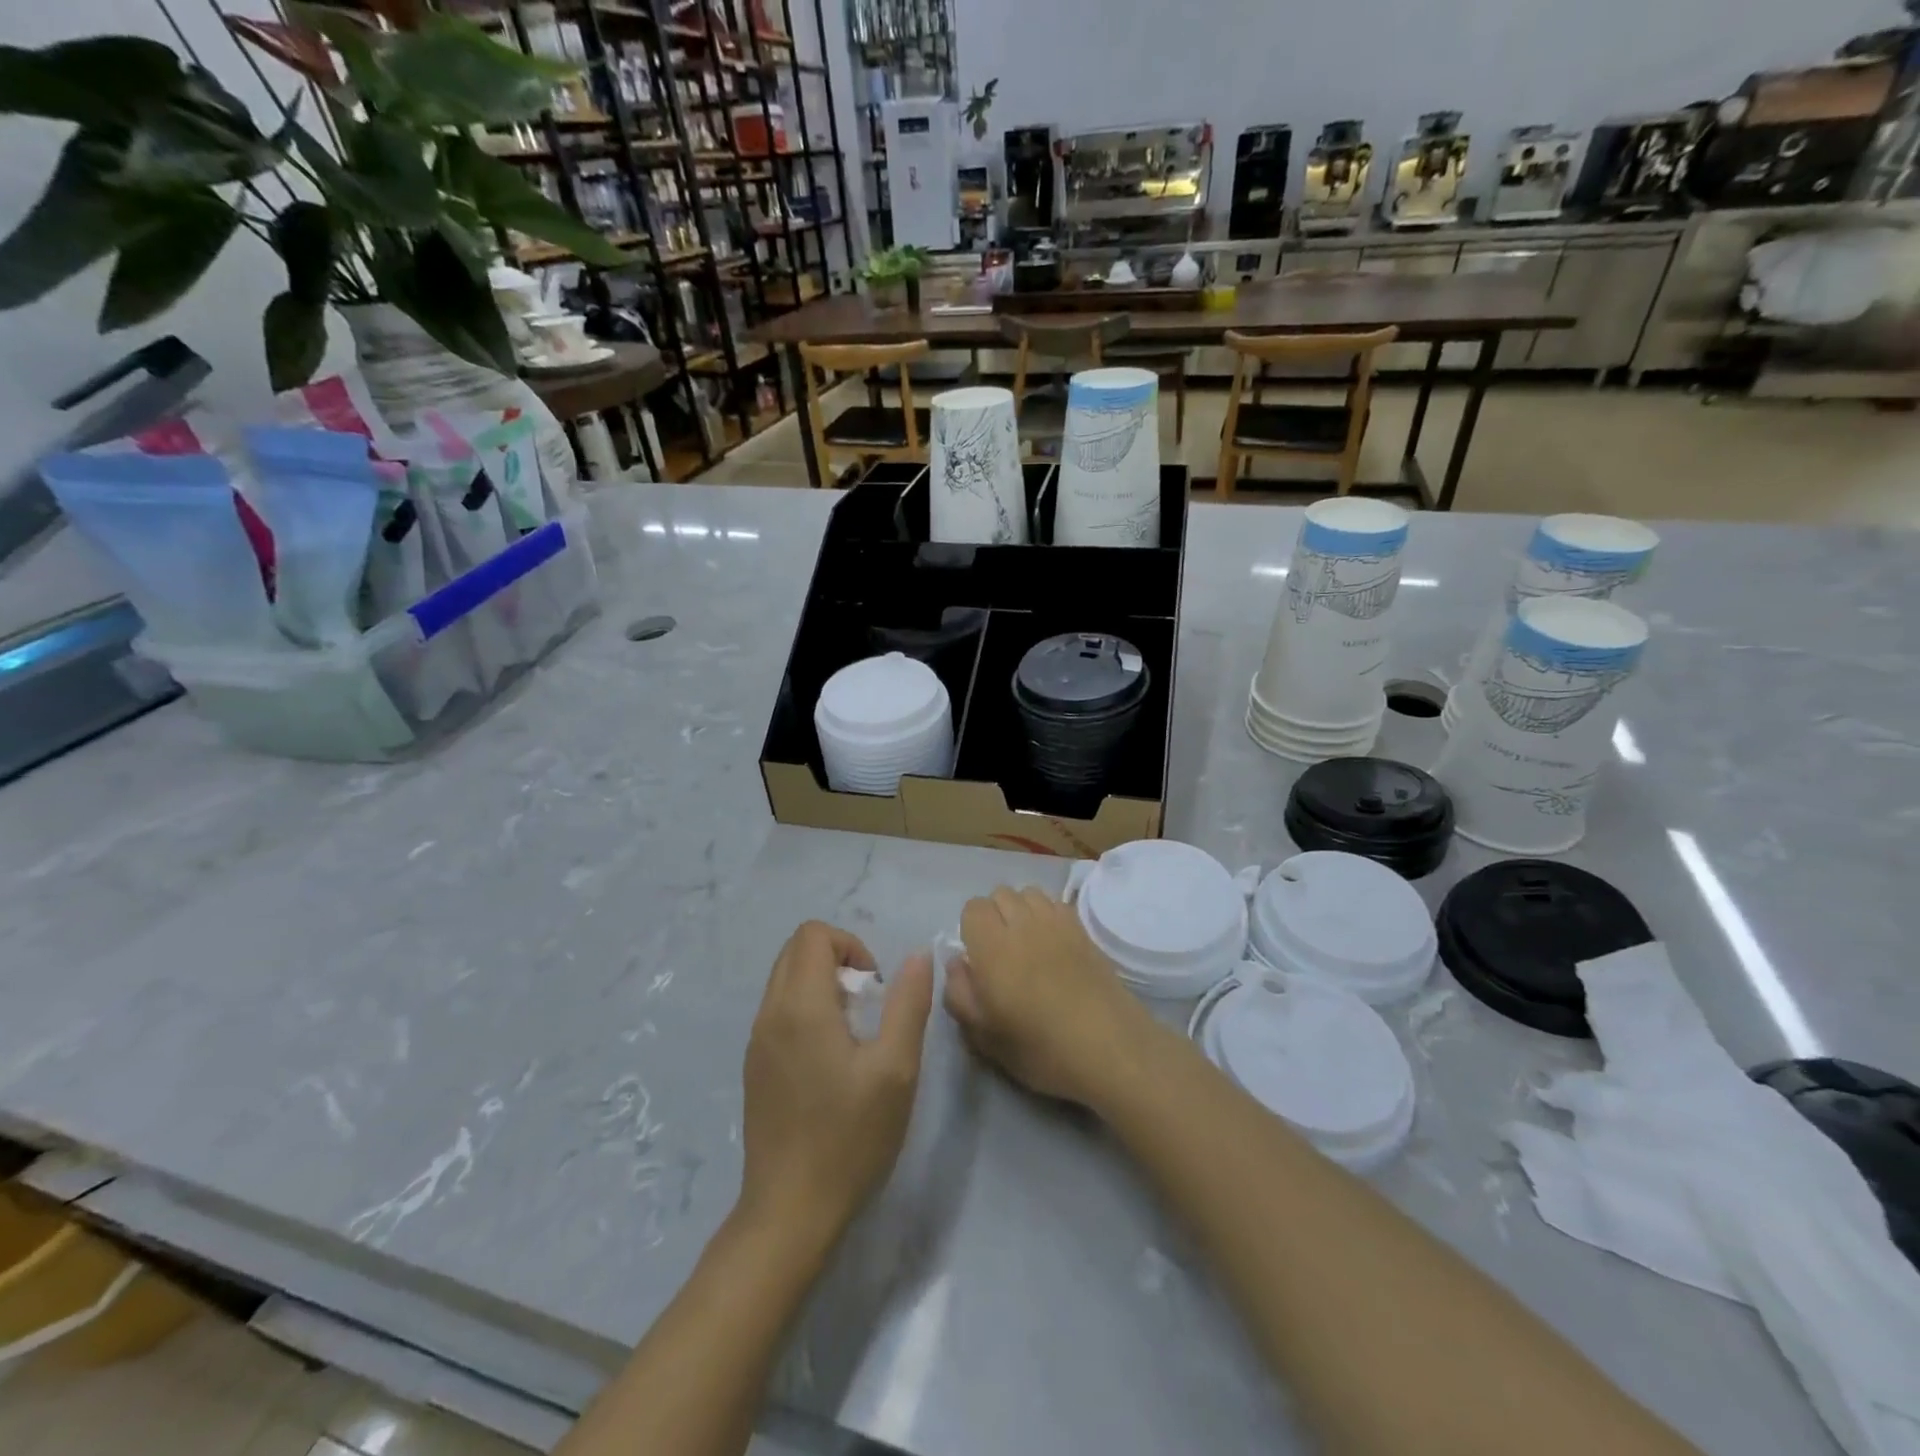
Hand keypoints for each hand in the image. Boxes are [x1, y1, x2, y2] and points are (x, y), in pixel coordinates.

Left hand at [738, 921, 934, 1246]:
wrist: (790, 1211)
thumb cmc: (849, 1137)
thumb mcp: (895, 1069)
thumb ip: (908, 1003)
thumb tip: (920, 955)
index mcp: (800, 1006)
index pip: (813, 934)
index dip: (850, 944)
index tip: (875, 986)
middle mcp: (769, 1013)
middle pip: (795, 950)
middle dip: (837, 960)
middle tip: (868, 1004)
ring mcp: (756, 1042)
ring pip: (785, 979)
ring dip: (822, 985)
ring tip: (853, 1033)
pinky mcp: (754, 1067)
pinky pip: (779, 1011)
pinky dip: (807, 1010)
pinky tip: (831, 1060)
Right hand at [946, 886, 1156, 1106]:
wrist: (1109, 1047)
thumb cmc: (1040, 1047)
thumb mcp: (985, 1037)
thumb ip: (959, 995)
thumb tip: (956, 963)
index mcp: (993, 946)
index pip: (973, 908)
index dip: (970, 928)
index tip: (977, 957)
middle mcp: (1023, 923)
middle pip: (1001, 894)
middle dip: (995, 915)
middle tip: (1000, 951)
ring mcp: (1057, 922)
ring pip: (1030, 893)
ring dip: (1022, 910)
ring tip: (1027, 943)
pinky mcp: (1083, 929)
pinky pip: (1056, 903)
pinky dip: (1047, 914)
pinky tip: (1053, 943)